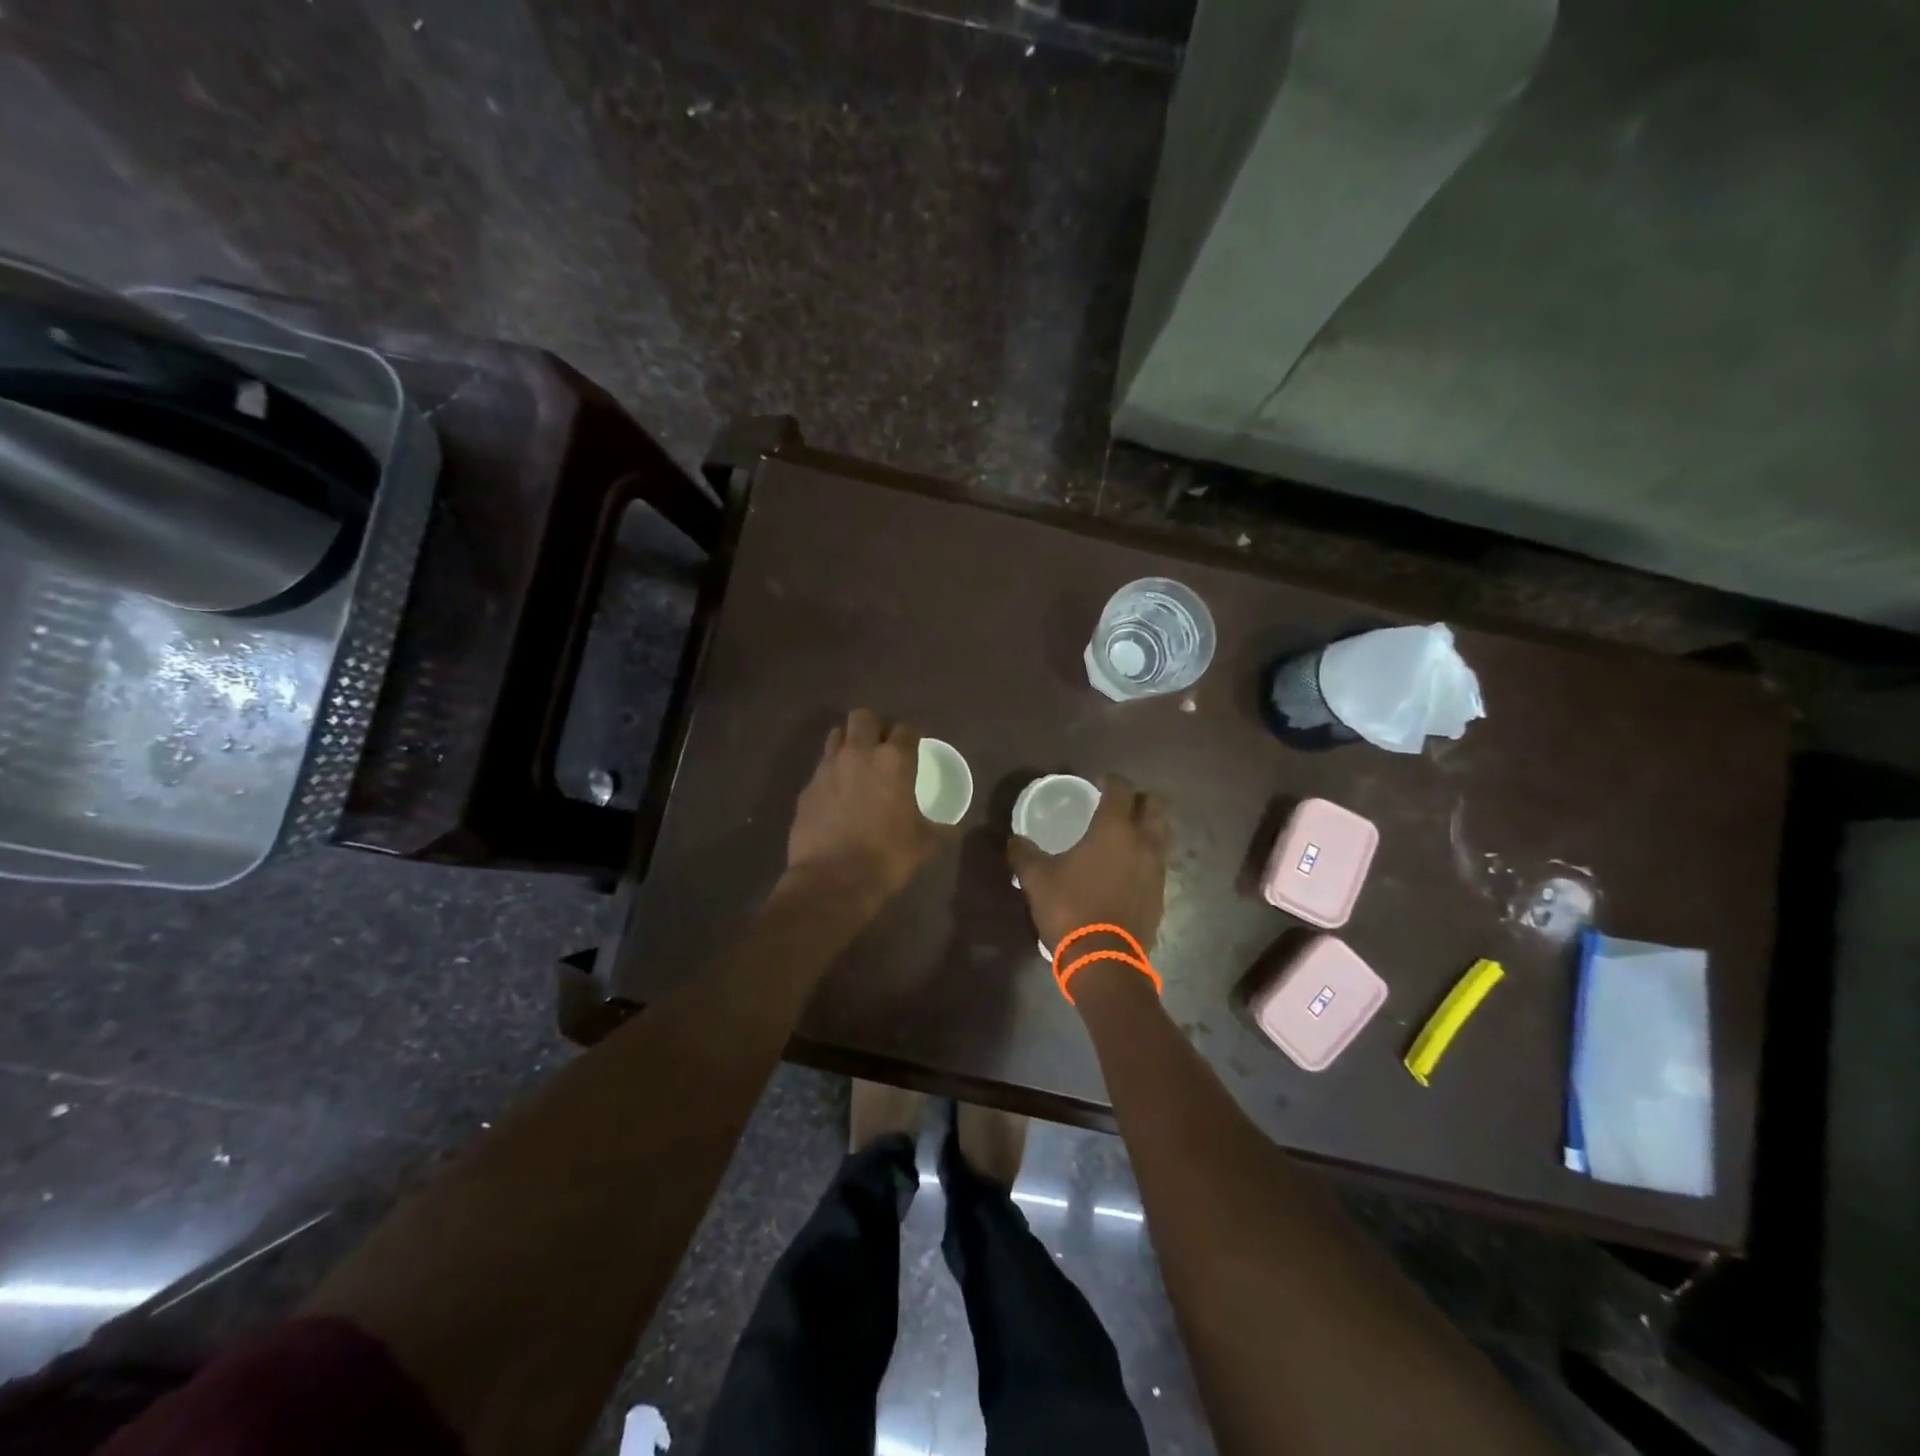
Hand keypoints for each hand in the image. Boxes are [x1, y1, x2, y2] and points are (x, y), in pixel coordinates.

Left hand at [787, 709, 943, 901]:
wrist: (832, 881)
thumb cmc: (887, 858)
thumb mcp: (924, 843)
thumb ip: (938, 827)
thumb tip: (951, 826)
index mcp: (894, 761)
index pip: (906, 729)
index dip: (911, 737)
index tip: (914, 749)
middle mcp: (858, 753)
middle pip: (863, 717)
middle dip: (873, 726)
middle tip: (881, 747)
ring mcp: (827, 768)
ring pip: (836, 735)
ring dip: (848, 743)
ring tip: (856, 765)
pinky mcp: (807, 788)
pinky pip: (821, 768)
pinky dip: (831, 774)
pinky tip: (837, 796)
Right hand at [1008, 774, 1170, 951]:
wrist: (1105, 961)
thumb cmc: (1070, 909)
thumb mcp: (1036, 879)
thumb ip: (1023, 854)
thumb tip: (1013, 840)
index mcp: (1114, 829)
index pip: (1122, 789)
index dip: (1110, 780)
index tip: (1098, 783)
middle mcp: (1143, 842)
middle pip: (1155, 805)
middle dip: (1138, 799)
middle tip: (1117, 805)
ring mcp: (1157, 868)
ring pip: (1162, 833)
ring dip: (1148, 826)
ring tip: (1125, 834)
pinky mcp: (1161, 893)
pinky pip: (1159, 861)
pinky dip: (1147, 855)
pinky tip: (1127, 867)